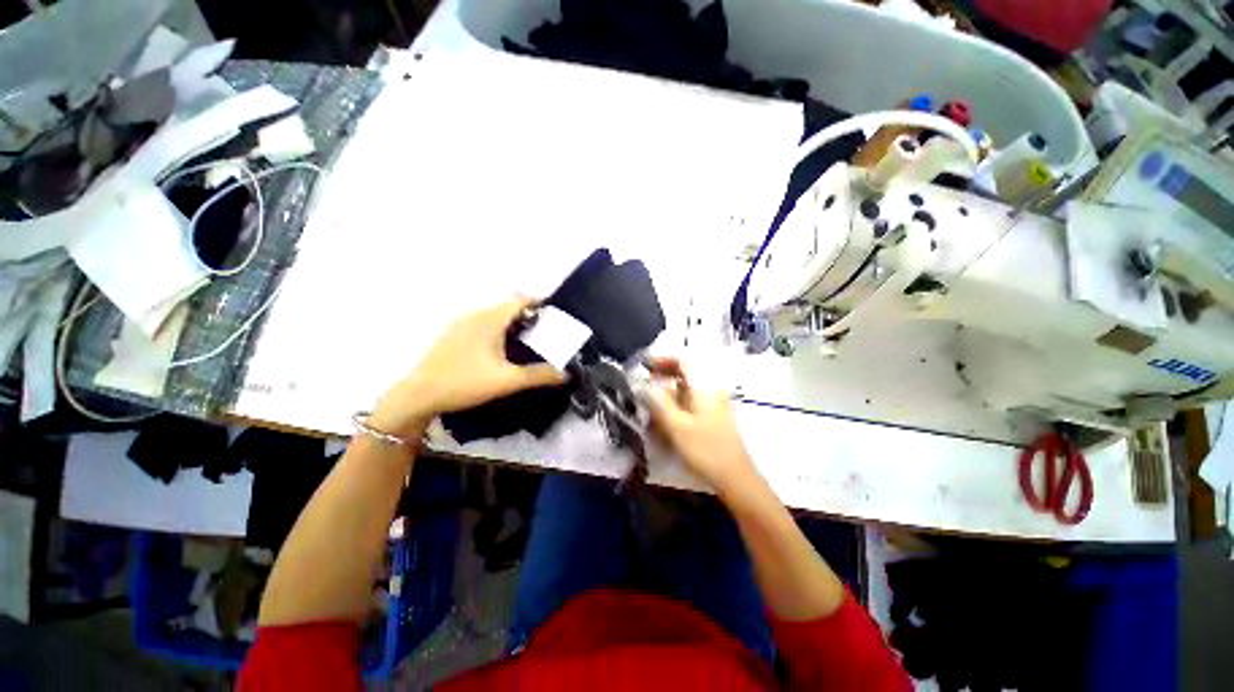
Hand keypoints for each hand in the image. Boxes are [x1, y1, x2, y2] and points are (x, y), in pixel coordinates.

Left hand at [371, 296, 565, 436]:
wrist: (418, 395)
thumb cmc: (465, 383)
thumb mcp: (507, 381)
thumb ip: (539, 376)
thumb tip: (566, 374)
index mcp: (490, 319)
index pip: (520, 300)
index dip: (539, 303)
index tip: (554, 316)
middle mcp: (475, 315)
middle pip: (508, 306)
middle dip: (528, 315)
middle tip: (544, 333)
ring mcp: (460, 323)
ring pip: (494, 314)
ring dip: (512, 322)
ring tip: (526, 341)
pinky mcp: (452, 334)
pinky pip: (482, 322)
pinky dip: (497, 328)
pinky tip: (500, 349)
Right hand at [645, 357, 757, 495]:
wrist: (735, 478)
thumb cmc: (705, 450)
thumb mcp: (676, 426)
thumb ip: (657, 403)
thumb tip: (641, 385)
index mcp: (703, 388)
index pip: (683, 362)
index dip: (663, 361)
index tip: (645, 367)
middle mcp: (710, 391)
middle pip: (683, 377)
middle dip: (661, 382)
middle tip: (643, 391)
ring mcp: (713, 406)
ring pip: (685, 394)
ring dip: (666, 399)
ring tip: (651, 416)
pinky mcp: (712, 420)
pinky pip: (689, 407)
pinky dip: (675, 411)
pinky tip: (665, 427)